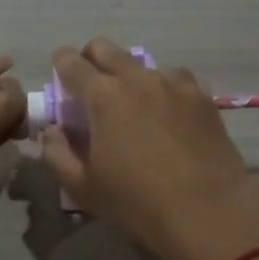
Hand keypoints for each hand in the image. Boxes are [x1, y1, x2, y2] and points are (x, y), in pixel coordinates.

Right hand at [38, 38, 258, 259]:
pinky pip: (175, 80)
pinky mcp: (202, 96)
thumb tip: (50, 131)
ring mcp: (174, 83)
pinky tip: (168, 116)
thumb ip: (57, 153)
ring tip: (136, 108)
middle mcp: (137, 78)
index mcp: (103, 95)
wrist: (208, 211)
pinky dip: (164, 90)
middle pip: (105, 48)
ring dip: (130, 77)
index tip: (61, 82)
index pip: (70, 61)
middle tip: (91, 89)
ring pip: (143, 64)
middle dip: (91, 60)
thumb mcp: (83, 187)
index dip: (60, 66)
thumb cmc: (137, 202)